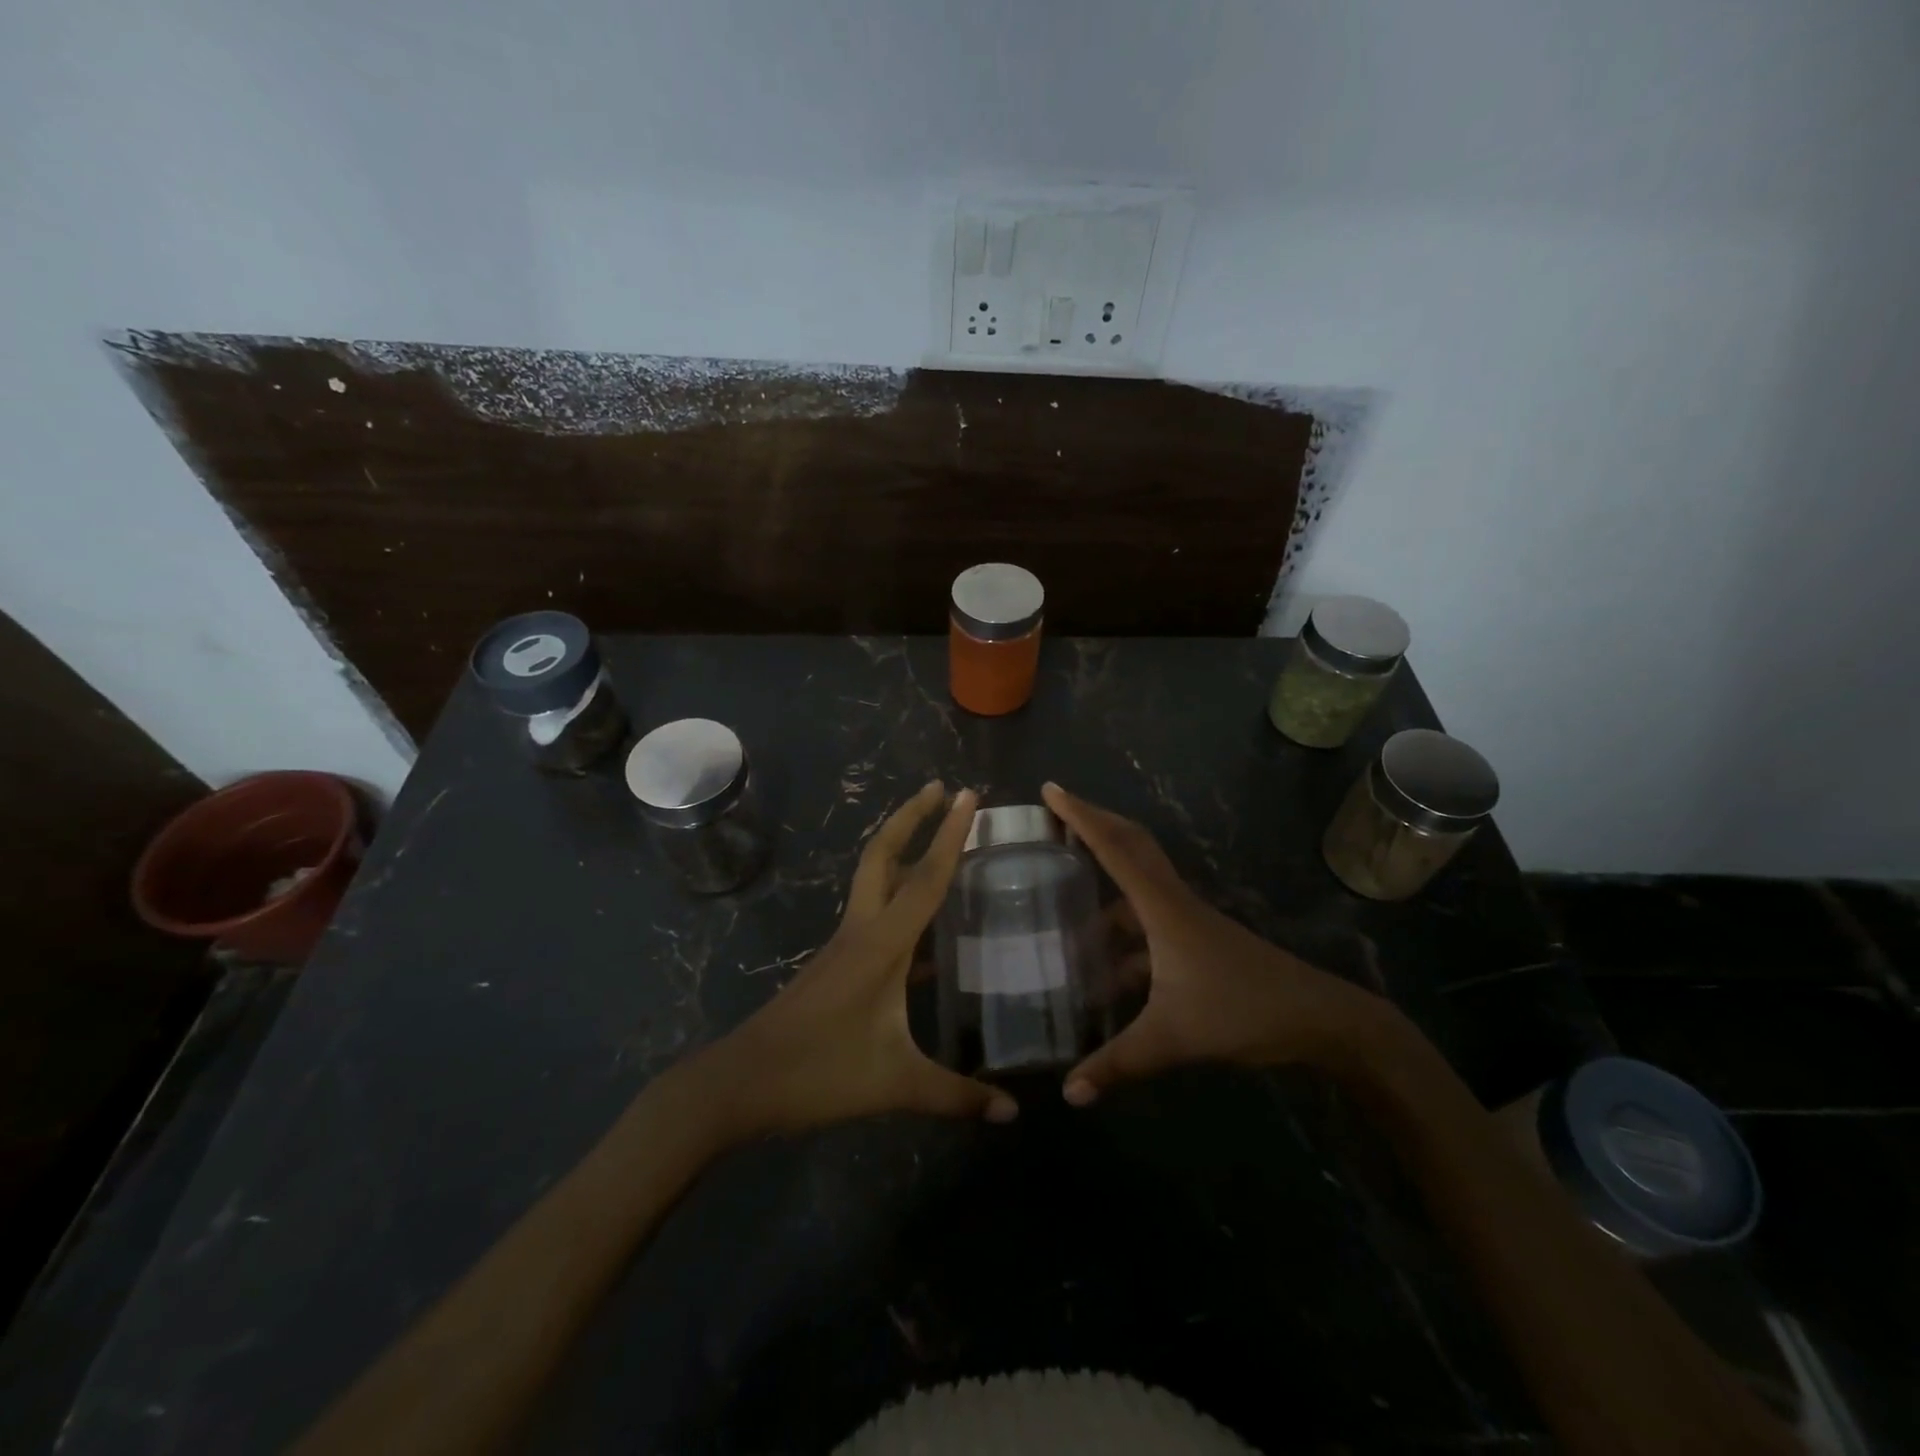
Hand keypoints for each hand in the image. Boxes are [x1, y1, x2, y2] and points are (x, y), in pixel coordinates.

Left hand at [701, 783, 1017, 1135]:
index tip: (969, 795)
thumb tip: (1013, 1115)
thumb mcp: (895, 1084)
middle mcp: (862, 931)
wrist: (740, 1083)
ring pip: (874, 879)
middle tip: (942, 789)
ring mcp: (845, 945)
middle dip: (911, 815)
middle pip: (884, 855)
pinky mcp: (837, 963)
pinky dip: (898, 896)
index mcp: (881, 944)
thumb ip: (956, 1097)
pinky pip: (874, 912)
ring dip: (902, 849)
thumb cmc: (819, 1073)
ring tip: (935, 838)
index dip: (950, 835)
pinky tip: (924, 925)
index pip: (925, 878)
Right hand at [1043, 782, 1389, 1104]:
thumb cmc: (1243, 1011)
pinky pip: (1148, 916)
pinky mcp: (1197, 940)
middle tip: (1055, 811)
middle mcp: (1174, 902)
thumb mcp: (1173, 1038)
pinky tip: (1104, 963)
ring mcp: (1188, 920)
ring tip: (1065, 889)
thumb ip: (1118, 1064)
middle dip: (1092, 822)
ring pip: (1140, 880)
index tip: (1050, 789)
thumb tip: (1068, 1093)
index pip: (1114, 848)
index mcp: (1163, 908)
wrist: (1318, 1019)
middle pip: (1130, 844)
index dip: (1080, 816)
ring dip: (1106, 873)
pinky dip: (1122, 925)